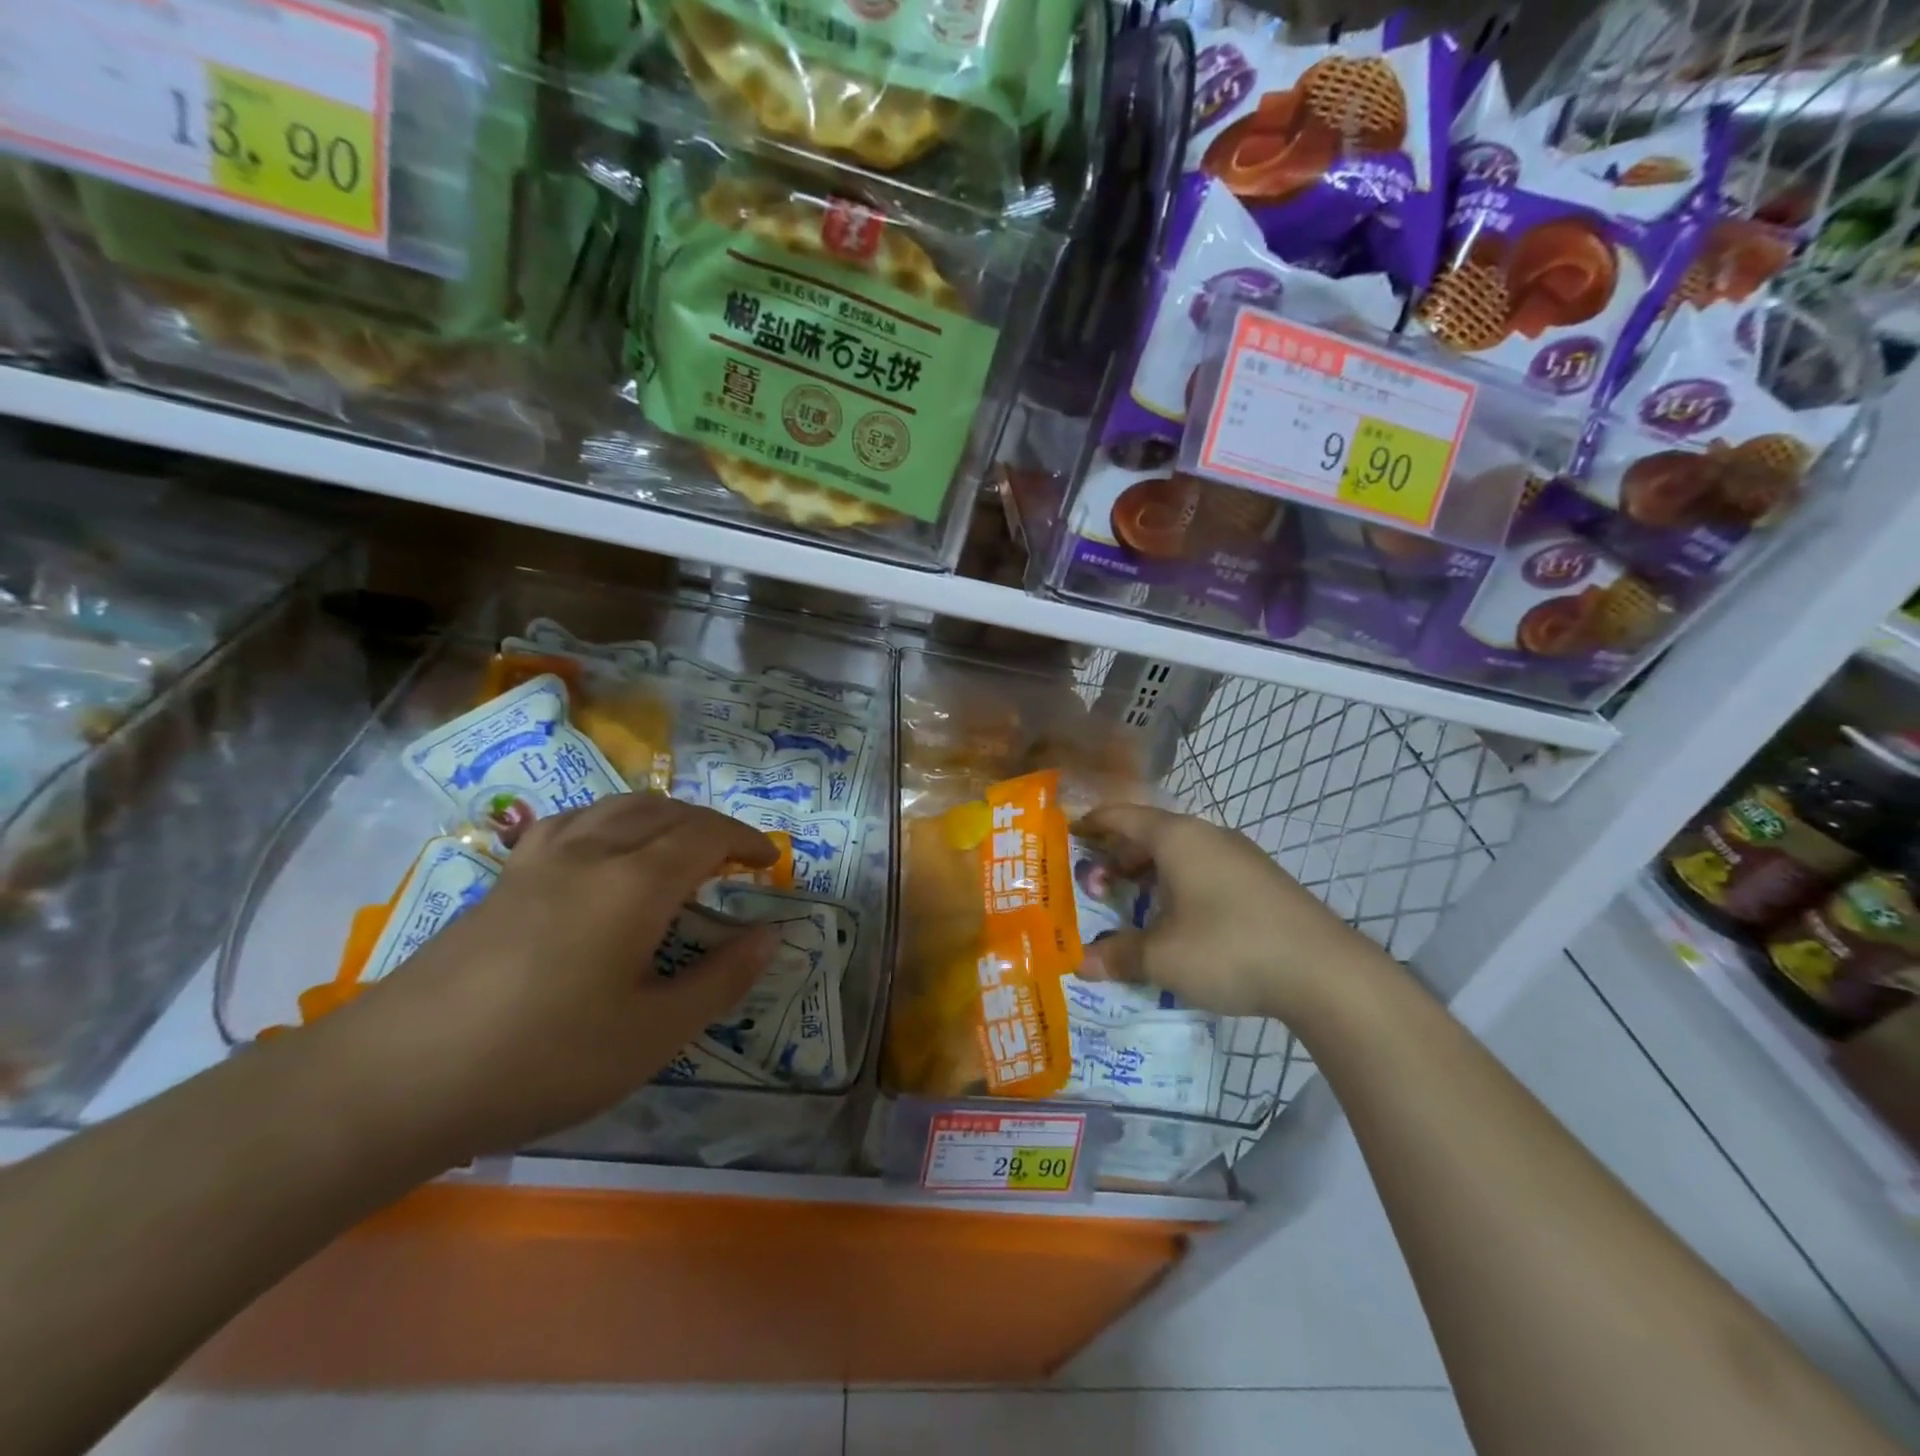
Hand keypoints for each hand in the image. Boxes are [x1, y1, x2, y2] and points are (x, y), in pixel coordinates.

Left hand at [326, 795, 779, 1161]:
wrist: (396, 1077)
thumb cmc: (543, 1057)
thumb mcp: (652, 1034)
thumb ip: (721, 980)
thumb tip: (770, 936)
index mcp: (636, 883)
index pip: (707, 835)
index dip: (746, 840)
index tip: (770, 862)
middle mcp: (592, 852)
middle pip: (666, 812)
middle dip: (711, 825)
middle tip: (735, 858)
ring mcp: (541, 859)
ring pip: (617, 807)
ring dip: (664, 815)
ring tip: (680, 844)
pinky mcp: (505, 878)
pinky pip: (574, 821)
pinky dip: (611, 820)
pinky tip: (603, 849)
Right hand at [1075, 803, 1375, 1021]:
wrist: (1326, 973)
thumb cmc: (1229, 949)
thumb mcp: (1163, 958)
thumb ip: (1118, 955)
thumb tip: (1082, 963)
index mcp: (1177, 838)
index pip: (1123, 816)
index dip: (1093, 823)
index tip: (1070, 833)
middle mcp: (1208, 836)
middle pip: (1151, 833)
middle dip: (1119, 856)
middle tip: (1095, 885)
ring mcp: (1240, 857)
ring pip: (1181, 853)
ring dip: (1151, 873)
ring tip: (1134, 904)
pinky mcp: (1262, 881)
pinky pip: (1205, 870)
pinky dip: (1180, 884)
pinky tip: (1180, 920)